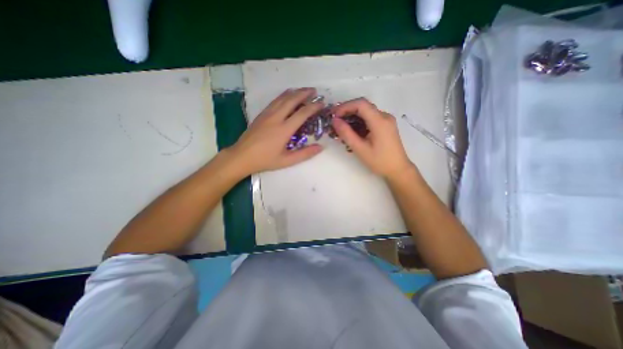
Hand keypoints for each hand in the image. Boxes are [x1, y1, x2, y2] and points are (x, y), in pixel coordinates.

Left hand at [228, 88, 325, 175]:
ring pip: (282, 98)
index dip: (313, 107)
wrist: (241, 156)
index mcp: (284, 130)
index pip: (302, 114)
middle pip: (292, 100)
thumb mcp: (287, 161)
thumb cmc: (265, 160)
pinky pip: (274, 101)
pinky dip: (283, 96)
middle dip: (304, 93)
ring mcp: (267, 114)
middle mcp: (276, 118)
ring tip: (303, 90)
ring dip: (294, 92)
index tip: (322, 103)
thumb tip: (320, 147)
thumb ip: (305, 154)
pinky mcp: (261, 114)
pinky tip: (286, 96)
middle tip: (314, 91)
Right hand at [330, 98, 411, 178]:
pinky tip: (352, 132)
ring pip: (365, 113)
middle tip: (335, 122)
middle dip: (347, 112)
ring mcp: (386, 120)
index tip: (334, 115)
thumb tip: (335, 121)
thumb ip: (346, 133)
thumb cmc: (379, 161)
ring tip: (341, 129)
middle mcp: (384, 116)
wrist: (398, 169)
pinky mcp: (385, 125)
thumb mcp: (360, 149)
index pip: (361, 104)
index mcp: (380, 121)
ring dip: (352, 118)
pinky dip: (359, 123)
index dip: (345, 106)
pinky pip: (369, 119)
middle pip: (363, 106)